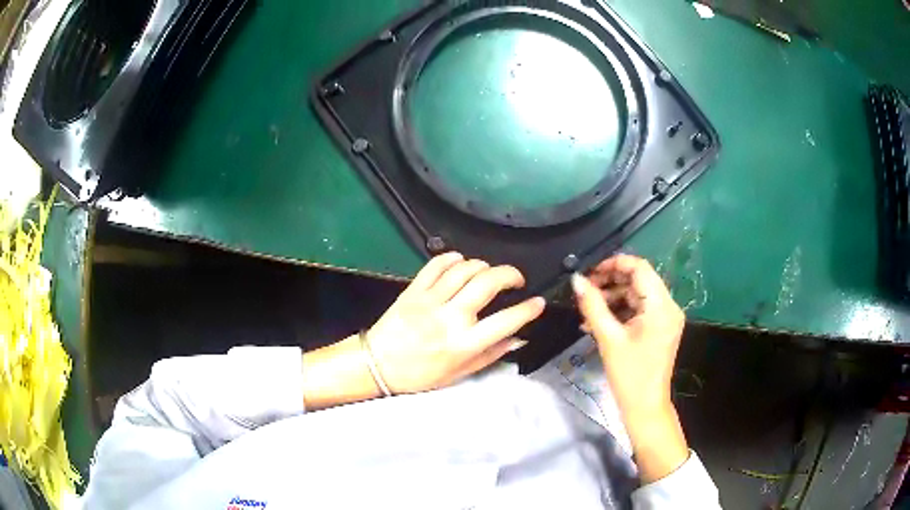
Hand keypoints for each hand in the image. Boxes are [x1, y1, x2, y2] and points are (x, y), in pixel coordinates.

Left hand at [367, 252, 545, 393]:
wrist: (378, 364)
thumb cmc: (421, 374)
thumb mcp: (459, 374)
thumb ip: (490, 355)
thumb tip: (518, 339)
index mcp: (464, 343)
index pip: (506, 321)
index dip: (528, 309)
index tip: (538, 302)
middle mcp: (451, 318)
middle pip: (488, 283)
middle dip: (510, 274)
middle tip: (516, 279)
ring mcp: (431, 300)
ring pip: (465, 269)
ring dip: (483, 265)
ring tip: (489, 273)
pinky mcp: (414, 290)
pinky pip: (436, 265)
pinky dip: (453, 258)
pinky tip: (461, 261)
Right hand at [571, 254, 688, 482]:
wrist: (645, 406)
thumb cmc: (629, 375)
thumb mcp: (608, 338)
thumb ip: (592, 305)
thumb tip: (576, 280)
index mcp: (661, 306)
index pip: (640, 268)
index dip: (614, 264)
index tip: (590, 272)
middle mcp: (668, 306)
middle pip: (639, 280)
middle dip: (610, 281)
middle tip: (585, 290)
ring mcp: (665, 317)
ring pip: (637, 294)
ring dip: (613, 297)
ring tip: (587, 308)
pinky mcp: (660, 327)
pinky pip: (639, 309)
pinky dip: (620, 311)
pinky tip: (598, 321)